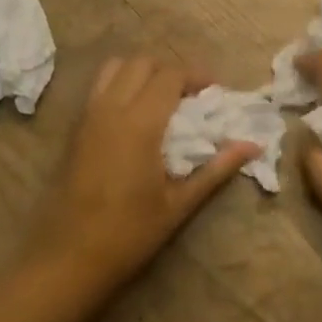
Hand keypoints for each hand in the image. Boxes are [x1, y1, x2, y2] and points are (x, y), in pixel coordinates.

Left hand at [23, 55, 257, 295]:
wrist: (68, 259)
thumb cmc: (129, 234)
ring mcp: (88, 116)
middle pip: (142, 62)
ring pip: (115, 67)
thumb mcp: (179, 204)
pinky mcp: (74, 129)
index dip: (196, 76)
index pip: (170, 75)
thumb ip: (217, 169)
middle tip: (190, 96)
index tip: (214, 93)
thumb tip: (254, 146)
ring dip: (141, 72)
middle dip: (170, 71)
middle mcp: (111, 109)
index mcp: (140, 123)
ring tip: (160, 99)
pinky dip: (120, 85)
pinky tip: (134, 116)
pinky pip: (99, 87)